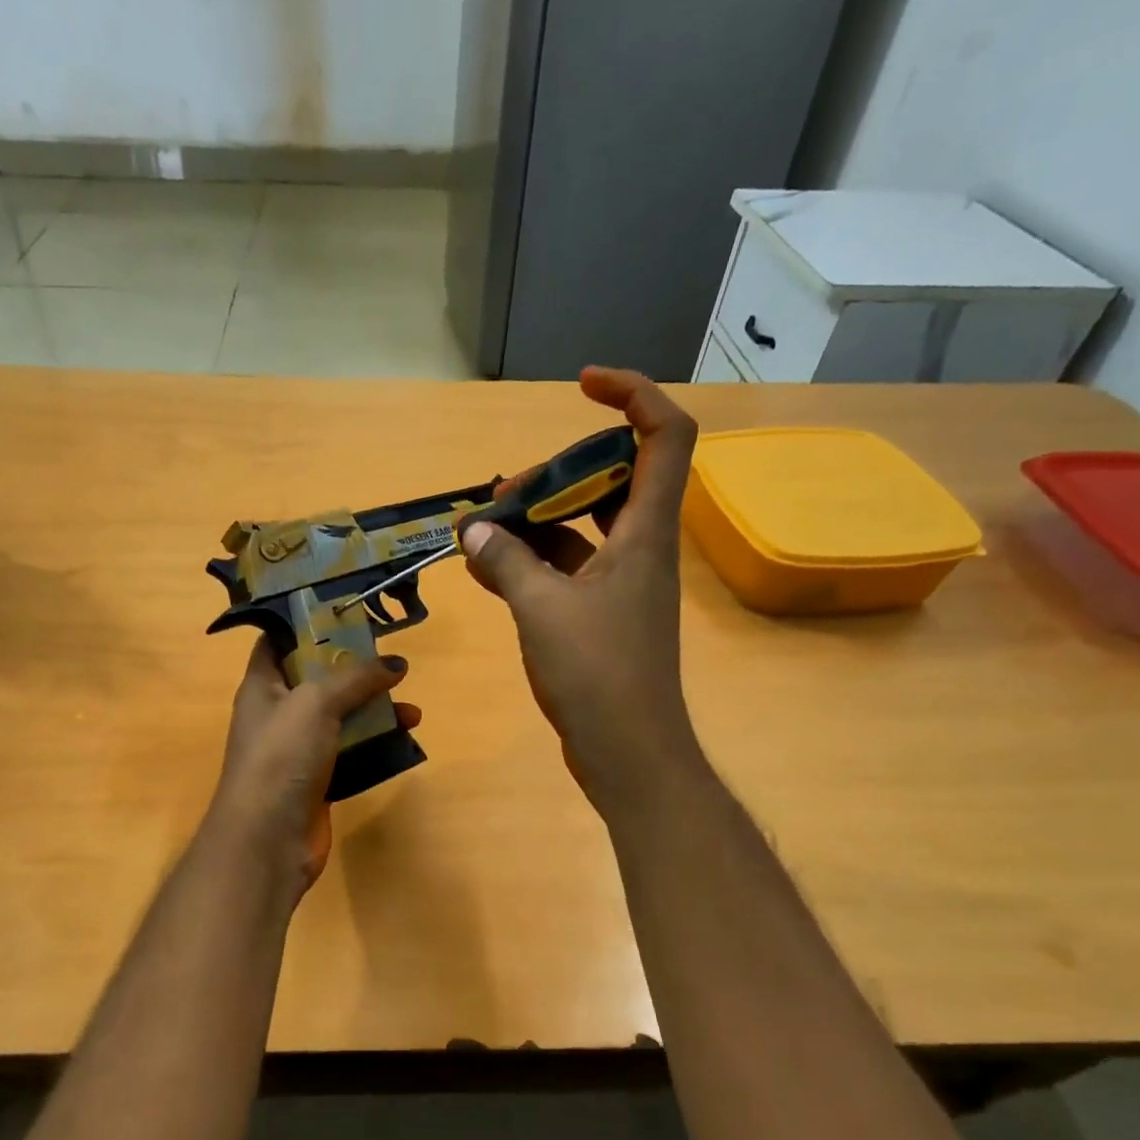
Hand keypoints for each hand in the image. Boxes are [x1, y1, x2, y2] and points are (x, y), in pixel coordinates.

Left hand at [204, 639, 418, 902]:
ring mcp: (299, 749)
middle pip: (318, 679)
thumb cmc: (282, 756)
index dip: (307, 625)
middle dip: (355, 670)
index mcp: (262, 685)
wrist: (268, 839)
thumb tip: (396, 663)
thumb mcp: (316, 702)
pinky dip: (376, 743)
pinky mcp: (320, 779)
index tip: (347, 614)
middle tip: (391, 660)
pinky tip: (404, 737)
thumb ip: (356, 677)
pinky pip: (352, 750)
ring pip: (341, 717)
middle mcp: (279, 713)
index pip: (278, 642)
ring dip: (375, 709)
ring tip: (410, 706)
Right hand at [459, 366, 700, 812]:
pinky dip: (530, 563)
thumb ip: (506, 562)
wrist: (628, 752)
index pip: (665, 435)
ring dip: (536, 521)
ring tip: (481, 528)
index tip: (582, 386)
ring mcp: (620, 585)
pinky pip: (565, 571)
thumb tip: (474, 530)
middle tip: (506, 492)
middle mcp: (640, 549)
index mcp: (645, 532)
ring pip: (581, 528)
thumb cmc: (598, 674)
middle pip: (611, 478)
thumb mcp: (542, 610)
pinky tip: (486, 567)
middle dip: (557, 473)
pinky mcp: (600, 617)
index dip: (633, 394)